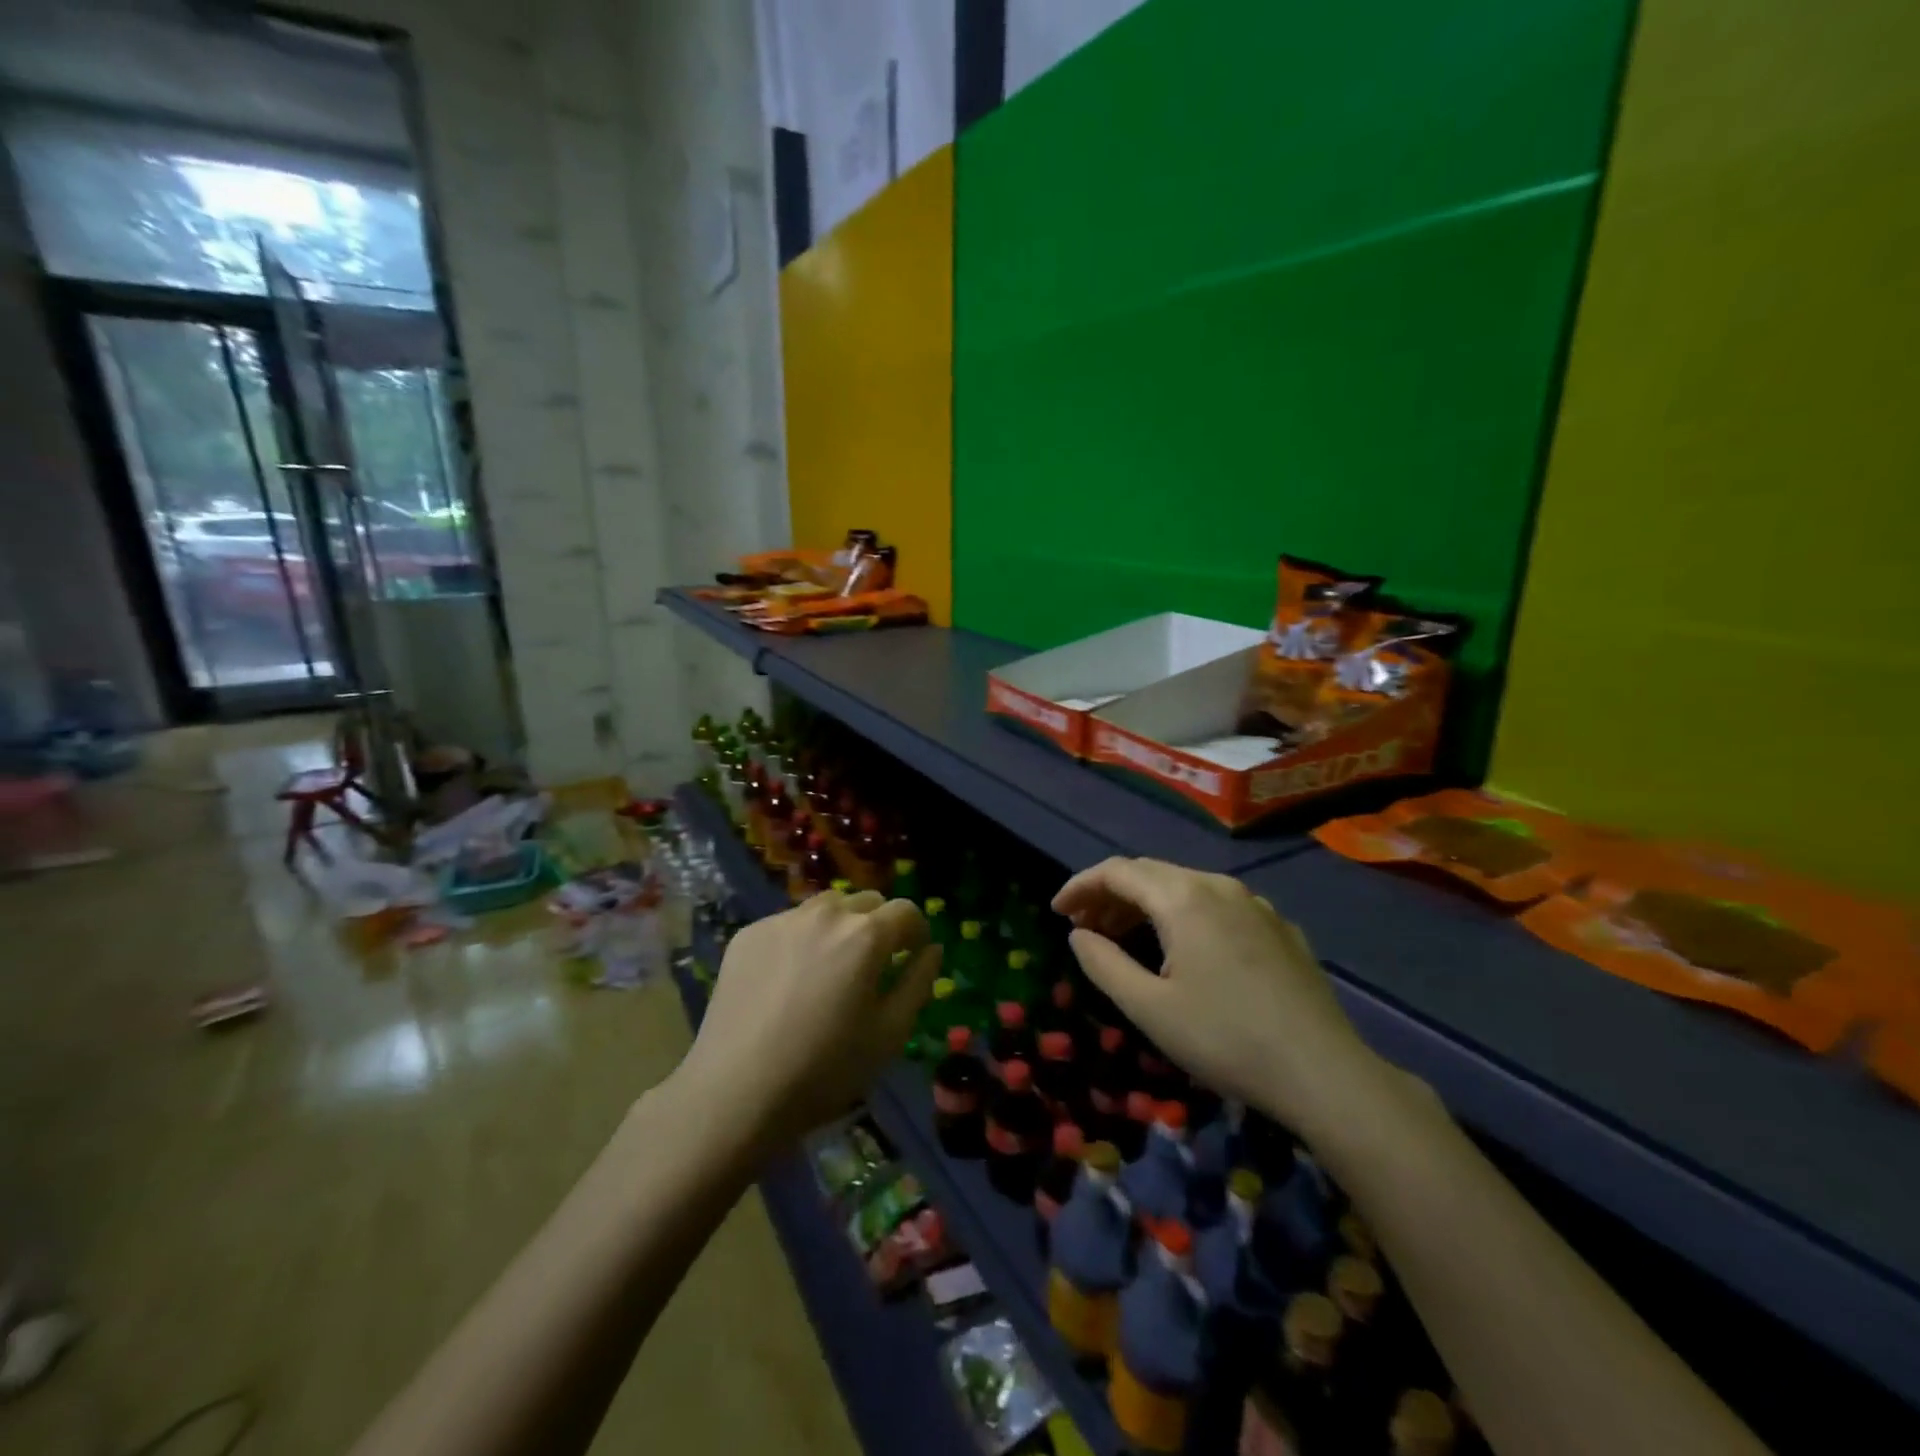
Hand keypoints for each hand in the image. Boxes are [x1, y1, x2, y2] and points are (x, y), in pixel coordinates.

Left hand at [676, 890, 939, 1159]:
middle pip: (867, 902)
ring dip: (840, 927)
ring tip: (830, 969)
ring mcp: (783, 920)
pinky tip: (788, 981)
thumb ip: (918, 982)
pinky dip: (801, 940)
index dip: (916, 932)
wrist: (735, 1092)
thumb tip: (931, 950)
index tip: (912, 957)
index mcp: (866, 934)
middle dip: (879, 925)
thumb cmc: (824, 1069)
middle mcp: (826, 913)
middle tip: (872, 966)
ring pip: (826, 907)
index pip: (906, 910)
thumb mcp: (890, 1034)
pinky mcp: (748, 934)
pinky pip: (789, 924)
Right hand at [1053, 858, 1379, 1132]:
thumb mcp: (1149, 1008)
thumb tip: (1079, 934)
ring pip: (1186, 888)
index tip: (1057, 913)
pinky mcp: (1279, 928)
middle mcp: (1218, 886)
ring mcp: (1255, 904)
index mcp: (1183, 898)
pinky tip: (1184, 950)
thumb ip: (1104, 964)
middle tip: (1085, 929)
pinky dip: (1184, 916)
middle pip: (1151, 874)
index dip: (1081, 886)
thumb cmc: (1225, 1039)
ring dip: (1146, 906)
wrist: (1325, 1073)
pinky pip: (1217, 906)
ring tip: (1124, 938)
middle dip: (1111, 896)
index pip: (1117, 872)